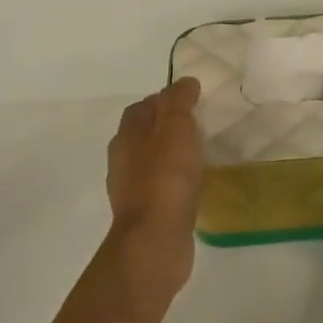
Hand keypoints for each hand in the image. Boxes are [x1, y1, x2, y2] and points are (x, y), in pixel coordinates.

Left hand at [107, 78, 203, 293]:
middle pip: (143, 133)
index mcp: (127, 136)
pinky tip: (193, 184)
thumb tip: (184, 83)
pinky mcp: (146, 213)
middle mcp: (123, 160)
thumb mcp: (176, 130)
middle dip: (166, 125)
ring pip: (151, 160)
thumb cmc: (165, 179)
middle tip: (199, 124)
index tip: (191, 99)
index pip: (142, 107)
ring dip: (170, 153)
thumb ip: (179, 103)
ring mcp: (132, 189)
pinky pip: (161, 187)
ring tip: (199, 153)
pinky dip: (175, 179)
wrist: (155, 240)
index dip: (165, 99)